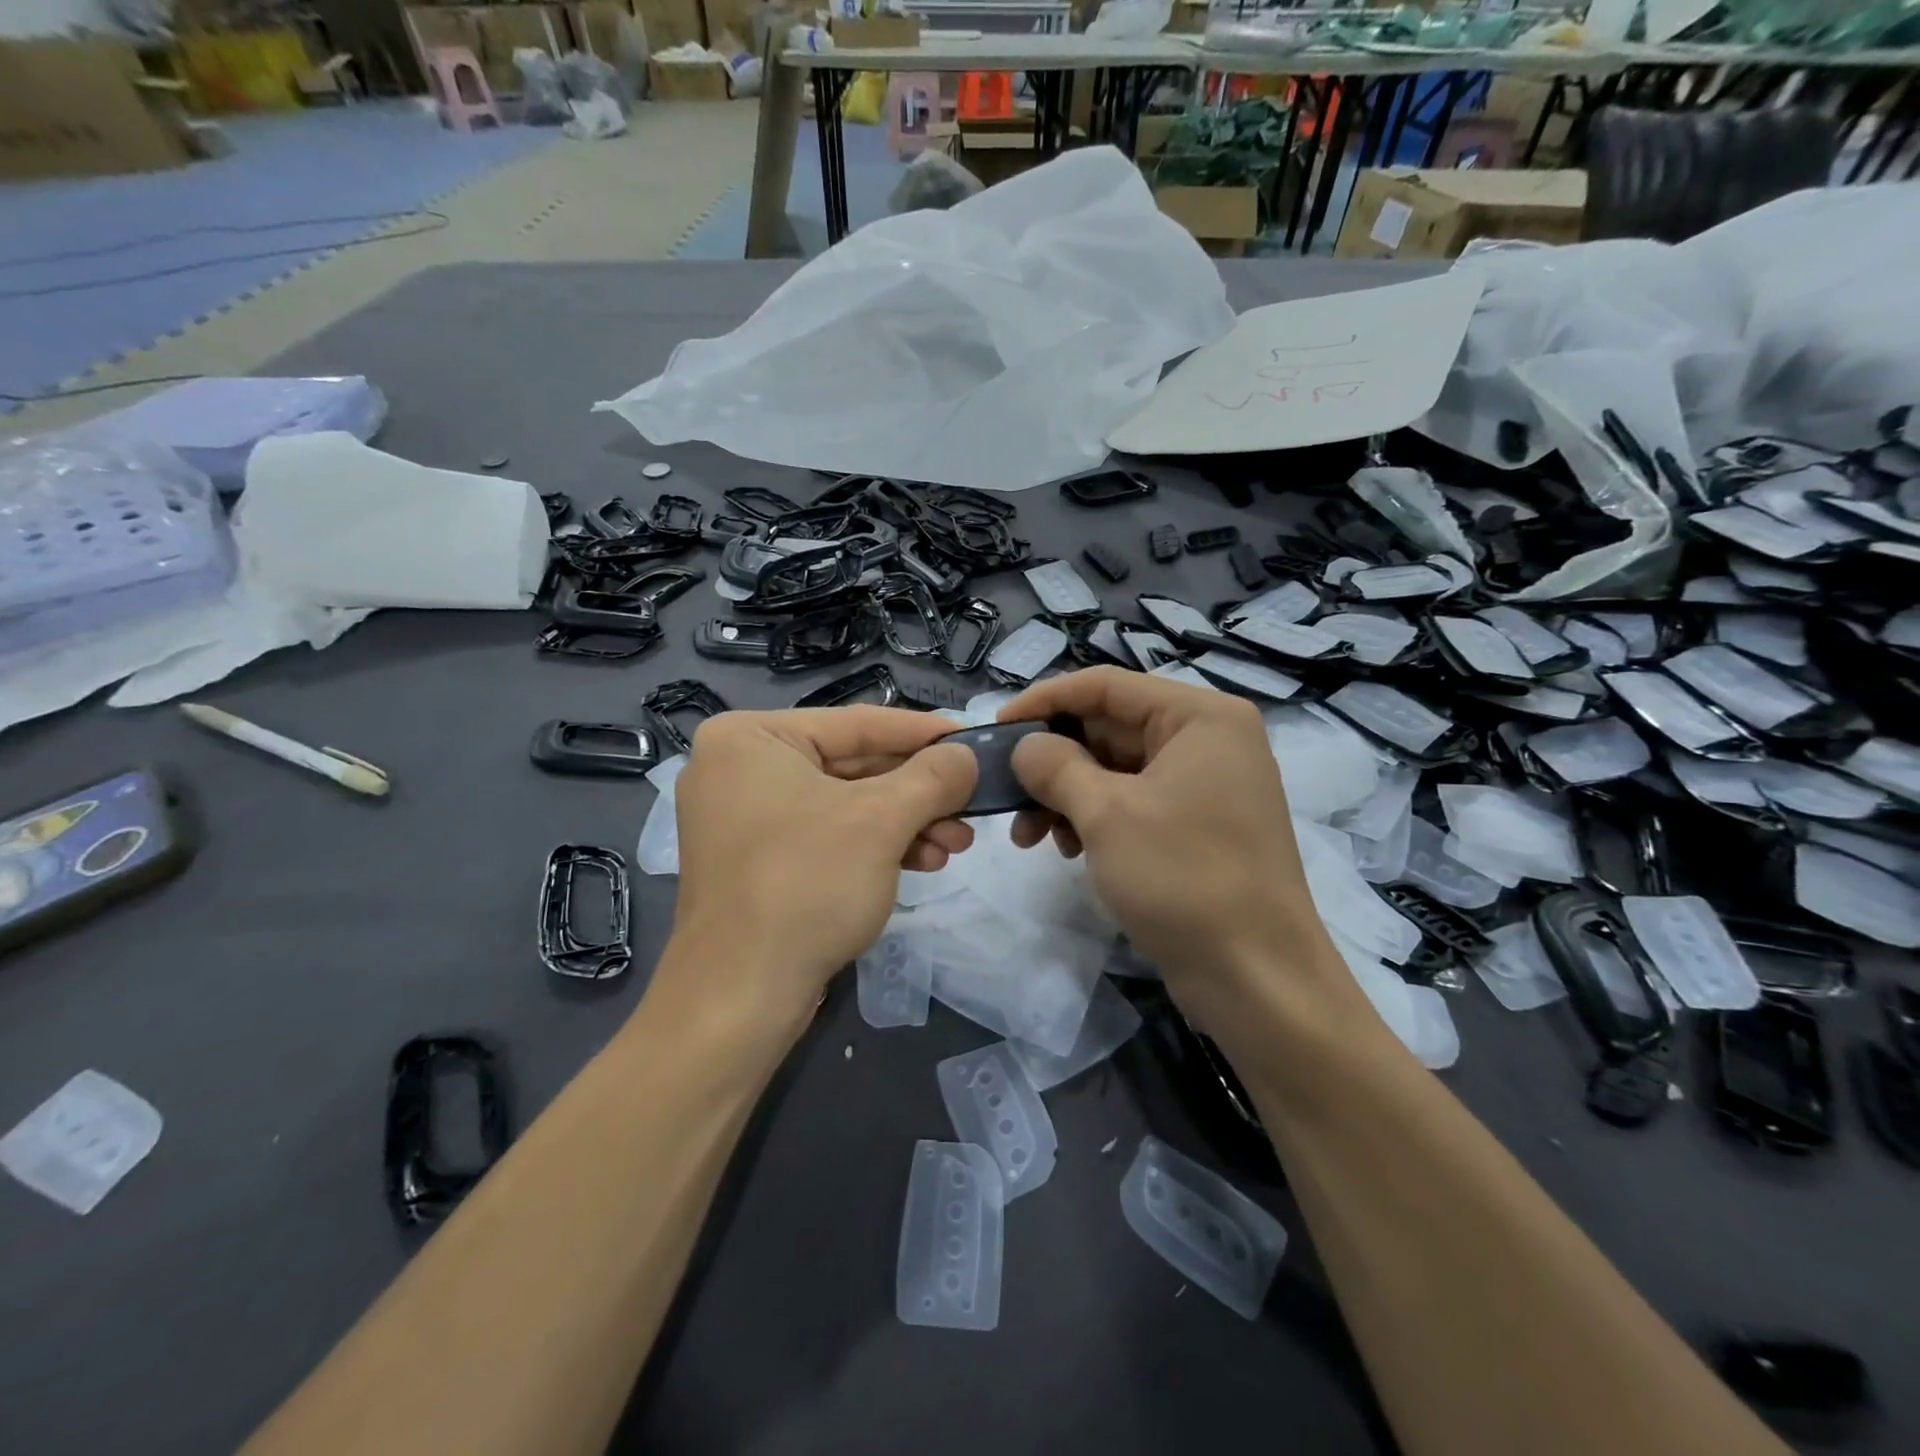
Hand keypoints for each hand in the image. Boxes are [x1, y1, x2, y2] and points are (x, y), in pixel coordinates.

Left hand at [666, 707, 977, 1031]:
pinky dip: (875, 846)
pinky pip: (826, 835)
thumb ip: (932, 777)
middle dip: (919, 792)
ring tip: (956, 844)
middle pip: (853, 766)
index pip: (857, 724)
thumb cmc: (806, 886)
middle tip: (971, 806)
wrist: (739, 998)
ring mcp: (743, 818)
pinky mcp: (757, 861)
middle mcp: (739, 768)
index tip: (972, 740)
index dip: (923, 733)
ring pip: (845, 805)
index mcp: (750, 738)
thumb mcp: (881, 821)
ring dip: (906, 823)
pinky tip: (923, 862)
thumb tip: (967, 756)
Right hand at [1001, 668, 1349, 1034]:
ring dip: (1066, 795)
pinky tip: (1066, 849)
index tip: (996, 727)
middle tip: (1006, 793)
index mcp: (1200, 717)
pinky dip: (1094, 818)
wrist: (1256, 979)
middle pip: (1109, 727)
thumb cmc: (1184, 879)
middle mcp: (1207, 740)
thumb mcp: (1106, 814)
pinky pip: (1132, 802)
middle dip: (1053, 761)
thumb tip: (1025, 746)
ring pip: (1115, 769)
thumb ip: (1056, 766)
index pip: (1107, 685)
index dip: (1045, 701)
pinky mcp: (1196, 825)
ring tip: (1029, 835)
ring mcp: (1205, 784)